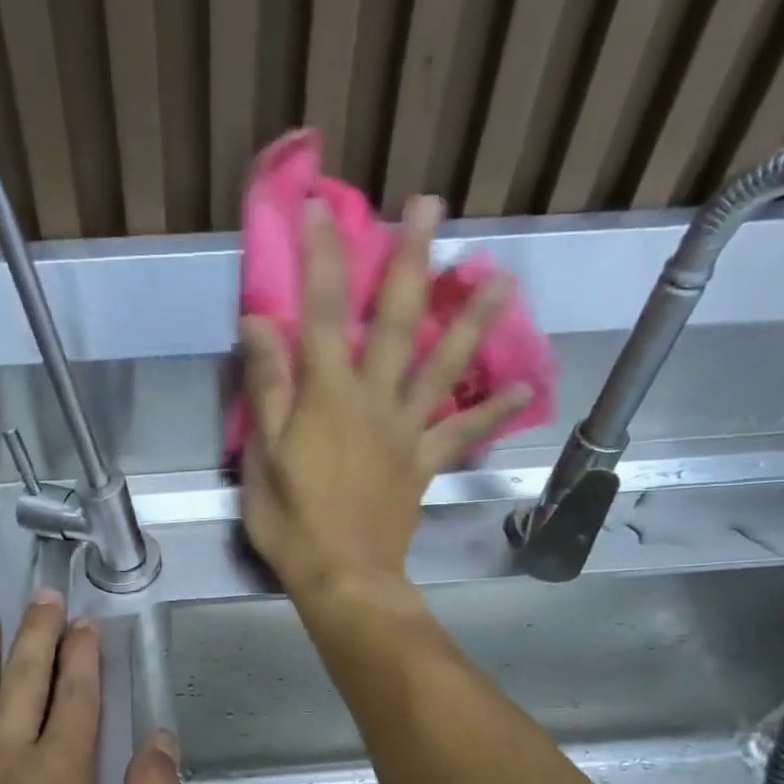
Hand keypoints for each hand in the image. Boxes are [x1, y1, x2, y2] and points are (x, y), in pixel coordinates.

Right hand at [239, 194, 528, 603]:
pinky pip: (461, 432)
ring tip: (502, 278)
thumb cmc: (291, 522)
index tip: (321, 208)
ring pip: (445, 366)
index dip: (323, 257)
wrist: (342, 577)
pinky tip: (523, 389)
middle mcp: (374, 399)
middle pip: (398, 321)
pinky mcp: (424, 462)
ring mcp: (406, 430)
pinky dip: (492, 411)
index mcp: (328, 396)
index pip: (325, 312)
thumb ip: (267, 389)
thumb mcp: (261, 457)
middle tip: (429, 206)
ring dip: (473, 320)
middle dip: (411, 260)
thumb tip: (260, 323)